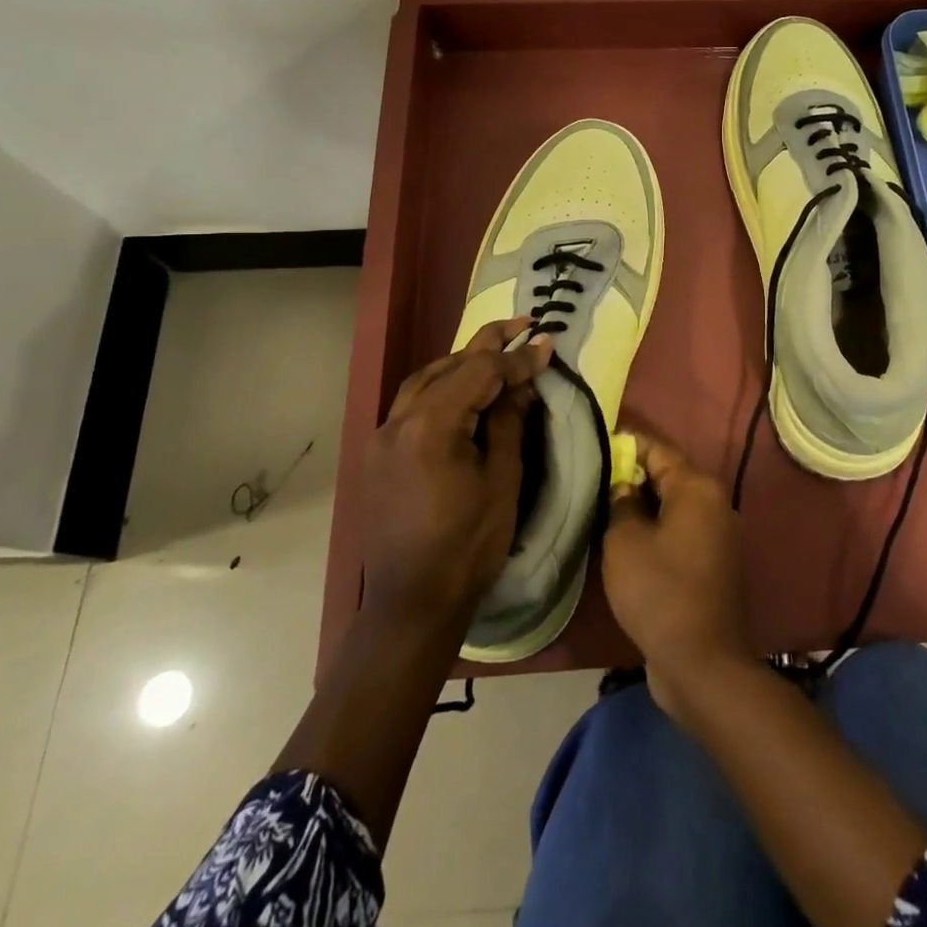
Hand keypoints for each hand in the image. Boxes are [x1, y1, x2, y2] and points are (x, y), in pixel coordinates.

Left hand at [362, 318, 552, 633]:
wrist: (413, 601)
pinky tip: (460, 391)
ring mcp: (382, 436)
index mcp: (431, 426)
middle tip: (522, 324)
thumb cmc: (468, 544)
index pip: (480, 373)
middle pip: (448, 366)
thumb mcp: (502, 479)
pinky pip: (411, 404)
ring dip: (460, 362)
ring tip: (493, 353)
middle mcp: (398, 420)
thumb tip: (522, 383)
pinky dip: (439, 387)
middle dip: (488, 344)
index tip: (548, 345)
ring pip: (424, 380)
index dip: (517, 358)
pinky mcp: (378, 453)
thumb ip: (509, 421)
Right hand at [602, 430, 752, 722]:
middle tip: (594, 475)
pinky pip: (680, 531)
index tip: (597, 439)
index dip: (626, 443)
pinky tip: (627, 538)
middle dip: (632, 473)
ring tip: (604, 504)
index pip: (657, 449)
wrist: (702, 663)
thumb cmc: (659, 591)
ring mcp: (718, 534)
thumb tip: (624, 487)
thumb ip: (621, 504)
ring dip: (643, 503)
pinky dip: (656, 528)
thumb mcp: (625, 542)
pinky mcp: (714, 563)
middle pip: (668, 475)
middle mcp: (715, 503)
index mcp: (697, 487)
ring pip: (674, 505)